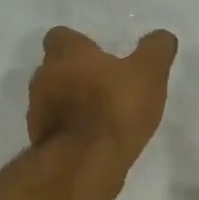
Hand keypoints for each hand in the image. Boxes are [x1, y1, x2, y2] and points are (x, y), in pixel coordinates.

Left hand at [27, 26, 178, 173]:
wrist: (84, 163)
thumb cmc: (114, 108)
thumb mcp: (148, 74)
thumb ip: (155, 51)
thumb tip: (162, 37)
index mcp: (65, 53)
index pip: (61, 36)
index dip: (79, 44)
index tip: (100, 56)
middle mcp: (43, 77)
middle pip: (55, 68)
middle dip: (76, 75)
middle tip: (104, 86)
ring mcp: (37, 111)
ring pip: (53, 99)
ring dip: (71, 104)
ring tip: (100, 117)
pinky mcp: (40, 141)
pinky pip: (55, 128)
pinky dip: (70, 130)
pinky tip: (93, 141)